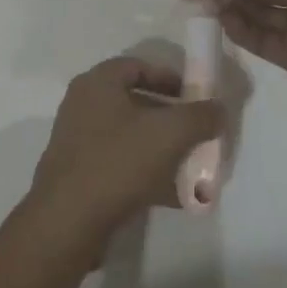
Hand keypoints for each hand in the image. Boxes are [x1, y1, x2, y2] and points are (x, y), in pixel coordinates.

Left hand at [23, 57, 223, 259]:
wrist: (68, 221)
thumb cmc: (118, 162)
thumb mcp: (170, 133)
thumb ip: (200, 116)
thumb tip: (219, 108)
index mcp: (98, 84)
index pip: (138, 66)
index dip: (170, 78)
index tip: (196, 97)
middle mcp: (84, 106)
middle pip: (136, 102)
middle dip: (171, 118)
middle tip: (199, 133)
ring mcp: (79, 141)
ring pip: (131, 137)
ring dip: (163, 149)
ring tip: (194, 167)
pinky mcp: (81, 174)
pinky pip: (122, 166)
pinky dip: (149, 174)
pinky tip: (176, 196)